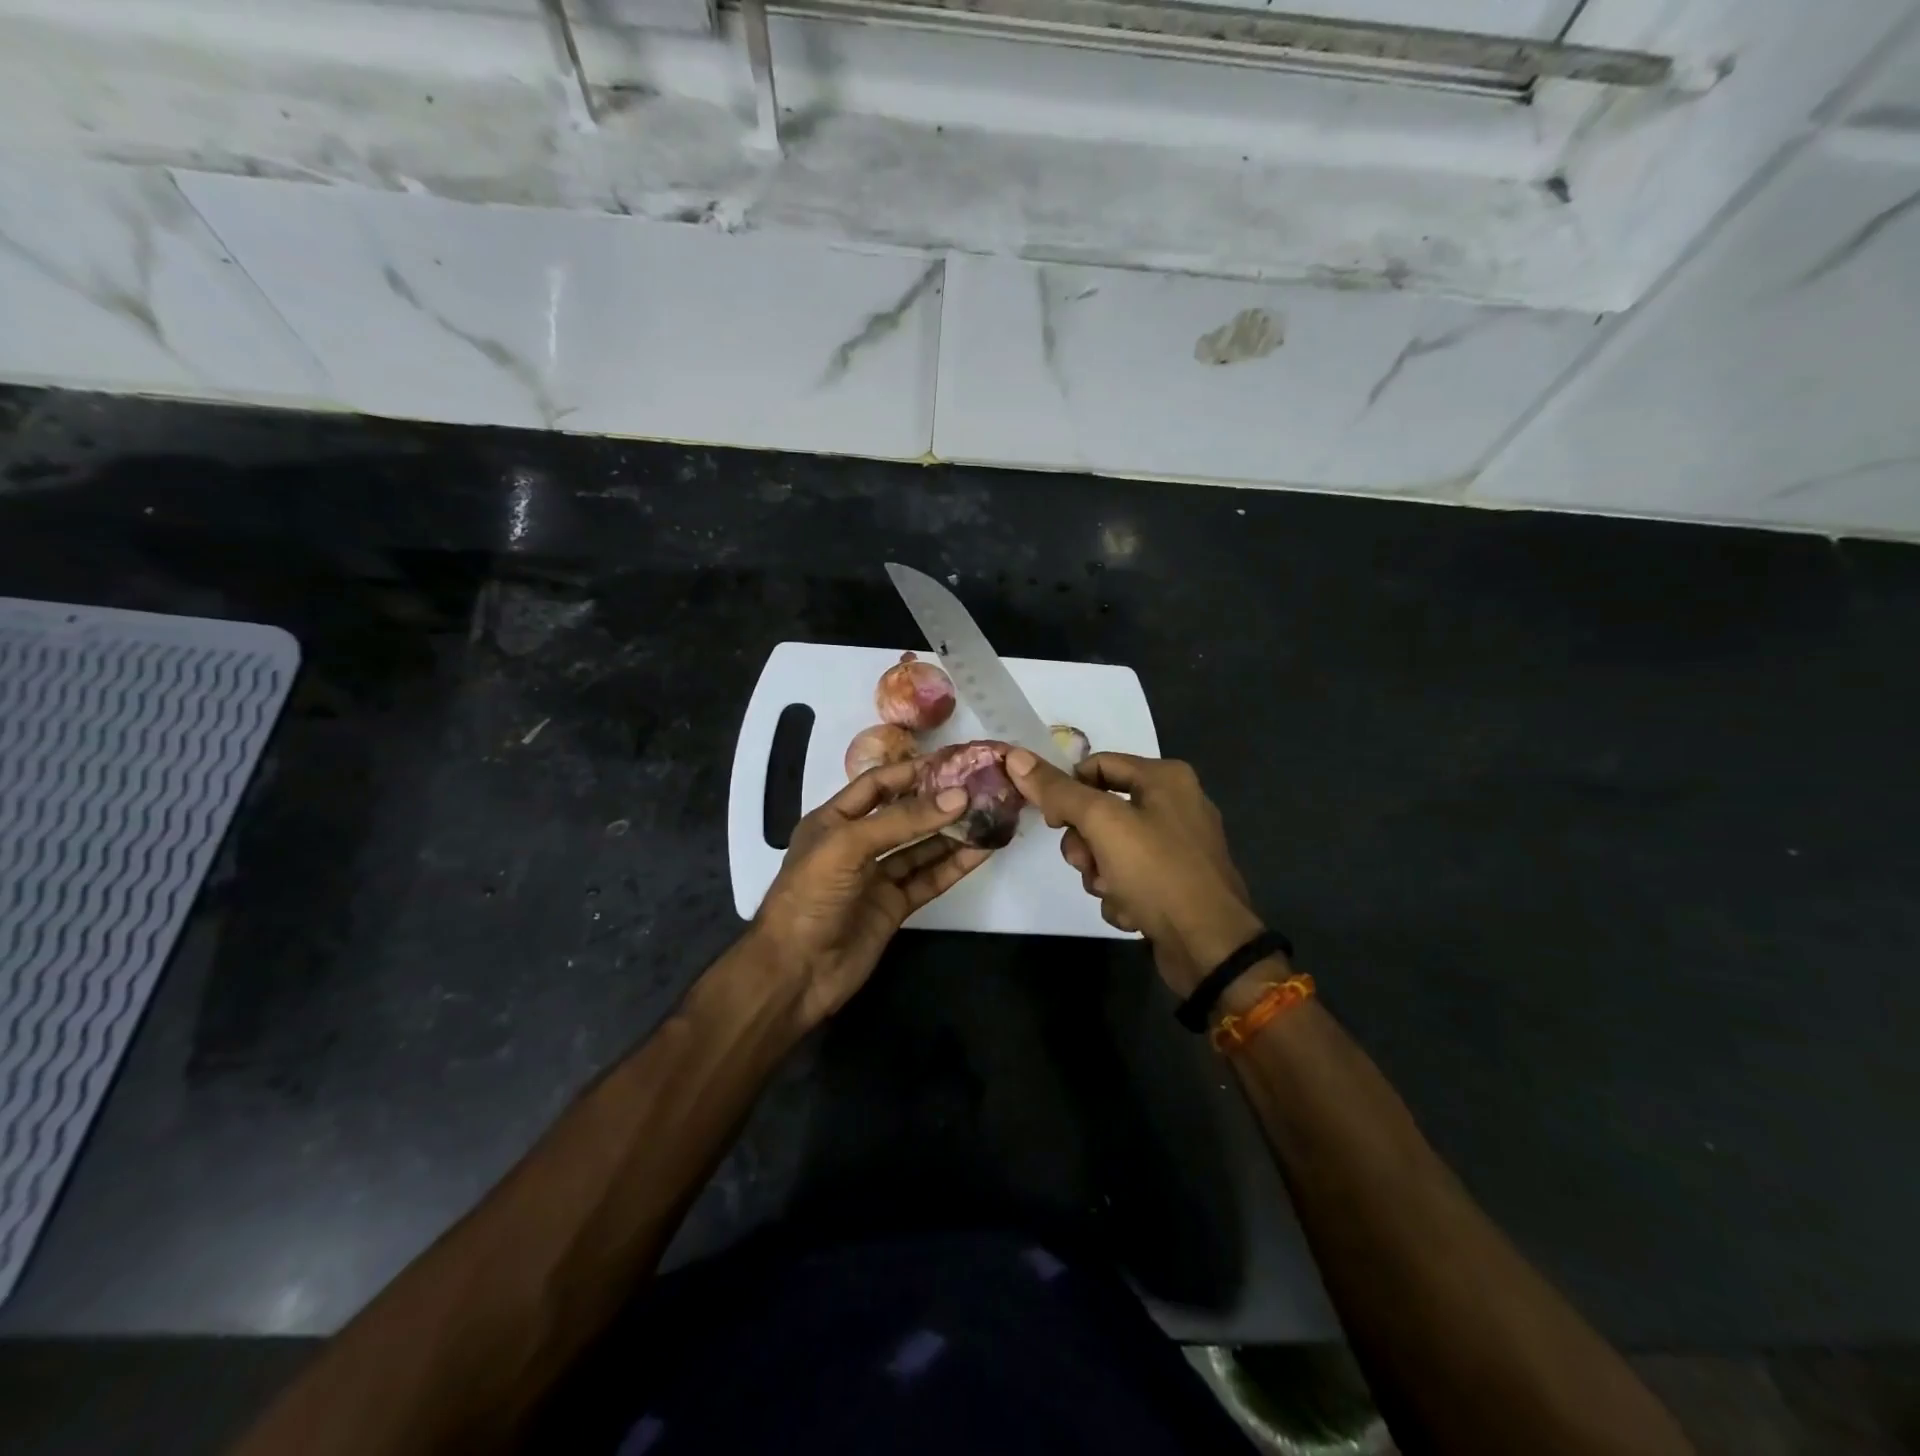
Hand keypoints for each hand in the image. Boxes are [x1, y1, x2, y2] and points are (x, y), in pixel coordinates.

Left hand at [751, 759, 989, 1026]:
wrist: (794, 973)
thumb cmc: (811, 896)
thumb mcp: (848, 845)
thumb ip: (903, 820)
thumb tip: (958, 797)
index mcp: (834, 820)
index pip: (877, 785)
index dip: (912, 772)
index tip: (953, 761)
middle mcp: (857, 844)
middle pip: (904, 814)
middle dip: (939, 801)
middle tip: (981, 786)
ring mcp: (877, 877)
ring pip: (921, 847)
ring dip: (952, 832)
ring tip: (990, 814)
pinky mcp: (894, 906)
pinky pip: (929, 879)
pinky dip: (954, 865)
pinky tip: (982, 851)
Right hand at [1006, 749, 1264, 994]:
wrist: (1209, 947)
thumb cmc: (1157, 872)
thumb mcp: (1102, 824)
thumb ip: (1059, 791)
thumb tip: (1017, 757)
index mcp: (1165, 778)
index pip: (1096, 765)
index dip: (1067, 790)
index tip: (1053, 822)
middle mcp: (1175, 804)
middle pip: (1100, 810)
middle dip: (1085, 843)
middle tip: (1086, 863)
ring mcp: (1177, 846)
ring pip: (1110, 849)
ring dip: (1099, 874)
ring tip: (1112, 892)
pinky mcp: (1176, 882)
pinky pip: (1130, 877)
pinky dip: (1122, 894)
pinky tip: (1132, 912)